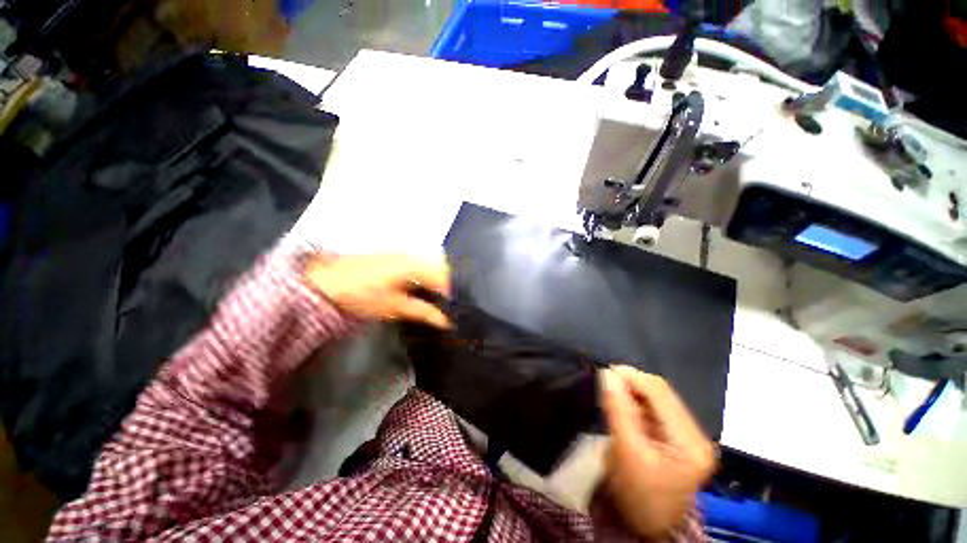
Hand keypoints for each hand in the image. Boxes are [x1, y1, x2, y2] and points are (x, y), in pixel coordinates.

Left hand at [305, 254, 450, 328]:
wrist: (325, 282)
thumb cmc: (360, 296)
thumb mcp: (394, 307)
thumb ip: (423, 312)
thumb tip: (445, 321)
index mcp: (413, 265)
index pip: (443, 276)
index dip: (449, 293)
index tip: (448, 309)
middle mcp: (411, 253)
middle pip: (440, 266)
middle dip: (443, 285)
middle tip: (439, 304)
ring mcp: (401, 251)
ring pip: (429, 262)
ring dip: (433, 279)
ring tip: (428, 297)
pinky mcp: (393, 253)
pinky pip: (418, 261)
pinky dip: (422, 274)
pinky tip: (415, 287)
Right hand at [601, 366, 716, 538]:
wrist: (647, 525)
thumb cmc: (637, 494)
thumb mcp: (626, 451)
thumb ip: (618, 409)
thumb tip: (608, 374)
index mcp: (689, 442)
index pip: (660, 393)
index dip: (632, 377)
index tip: (605, 371)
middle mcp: (695, 434)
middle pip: (661, 393)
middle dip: (632, 382)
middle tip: (606, 380)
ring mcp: (688, 436)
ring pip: (657, 398)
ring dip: (633, 391)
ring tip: (612, 392)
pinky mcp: (677, 438)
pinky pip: (655, 409)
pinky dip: (637, 402)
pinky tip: (624, 404)